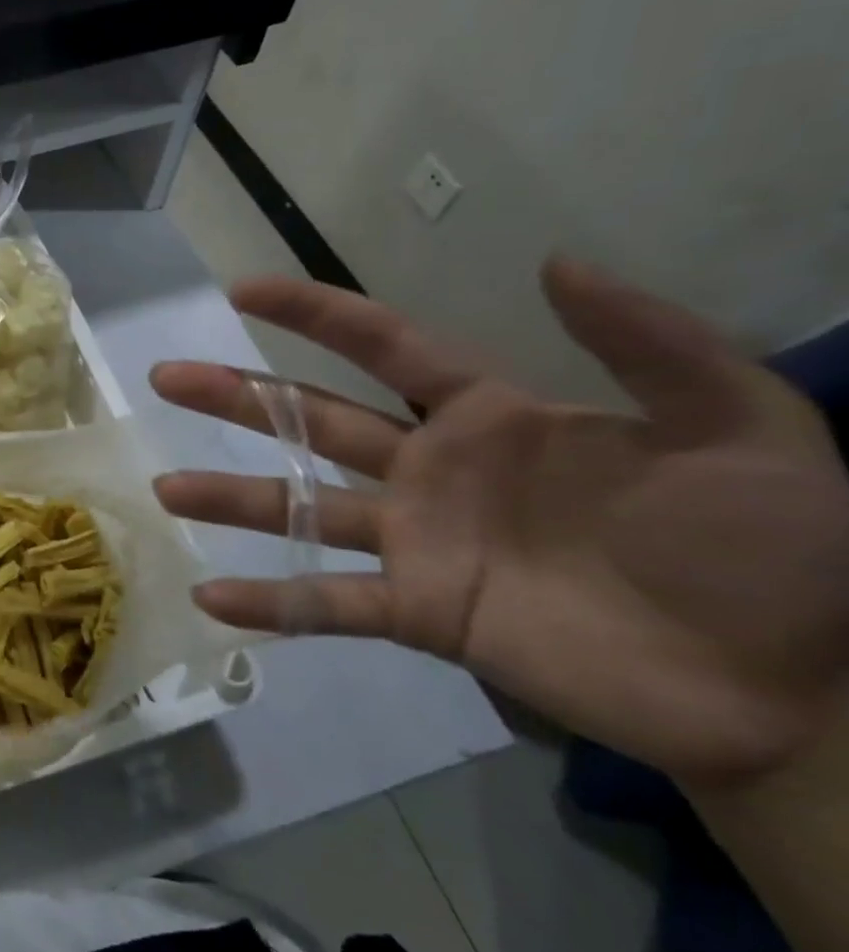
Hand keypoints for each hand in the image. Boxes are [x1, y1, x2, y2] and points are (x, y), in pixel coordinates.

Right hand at [151, 258, 848, 789]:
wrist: (798, 690)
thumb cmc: (772, 547)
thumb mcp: (739, 424)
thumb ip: (647, 342)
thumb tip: (552, 261)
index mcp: (487, 419)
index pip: (382, 347)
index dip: (313, 313)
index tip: (241, 289)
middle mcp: (431, 471)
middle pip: (312, 419)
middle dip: (237, 395)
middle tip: (167, 377)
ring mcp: (418, 544)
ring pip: (302, 509)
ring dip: (232, 498)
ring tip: (165, 489)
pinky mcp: (422, 614)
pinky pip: (330, 604)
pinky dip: (271, 603)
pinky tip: (212, 597)